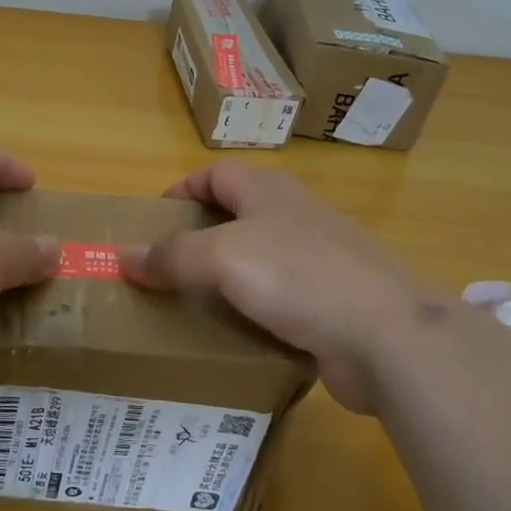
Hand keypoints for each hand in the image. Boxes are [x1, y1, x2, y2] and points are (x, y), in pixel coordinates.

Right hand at [120, 163, 439, 412]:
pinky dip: (255, 315)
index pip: (218, 173)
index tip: (154, 218)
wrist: (388, 336)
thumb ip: (172, 255)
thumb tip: (121, 256)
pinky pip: (281, 303)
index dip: (184, 188)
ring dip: (226, 280)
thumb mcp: (224, 257)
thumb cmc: (300, 276)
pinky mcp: (332, 306)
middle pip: (238, 216)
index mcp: (270, 193)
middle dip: (200, 237)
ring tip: (190, 306)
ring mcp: (319, 263)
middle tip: (165, 268)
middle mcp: (296, 219)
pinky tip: (236, 338)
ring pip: (260, 262)